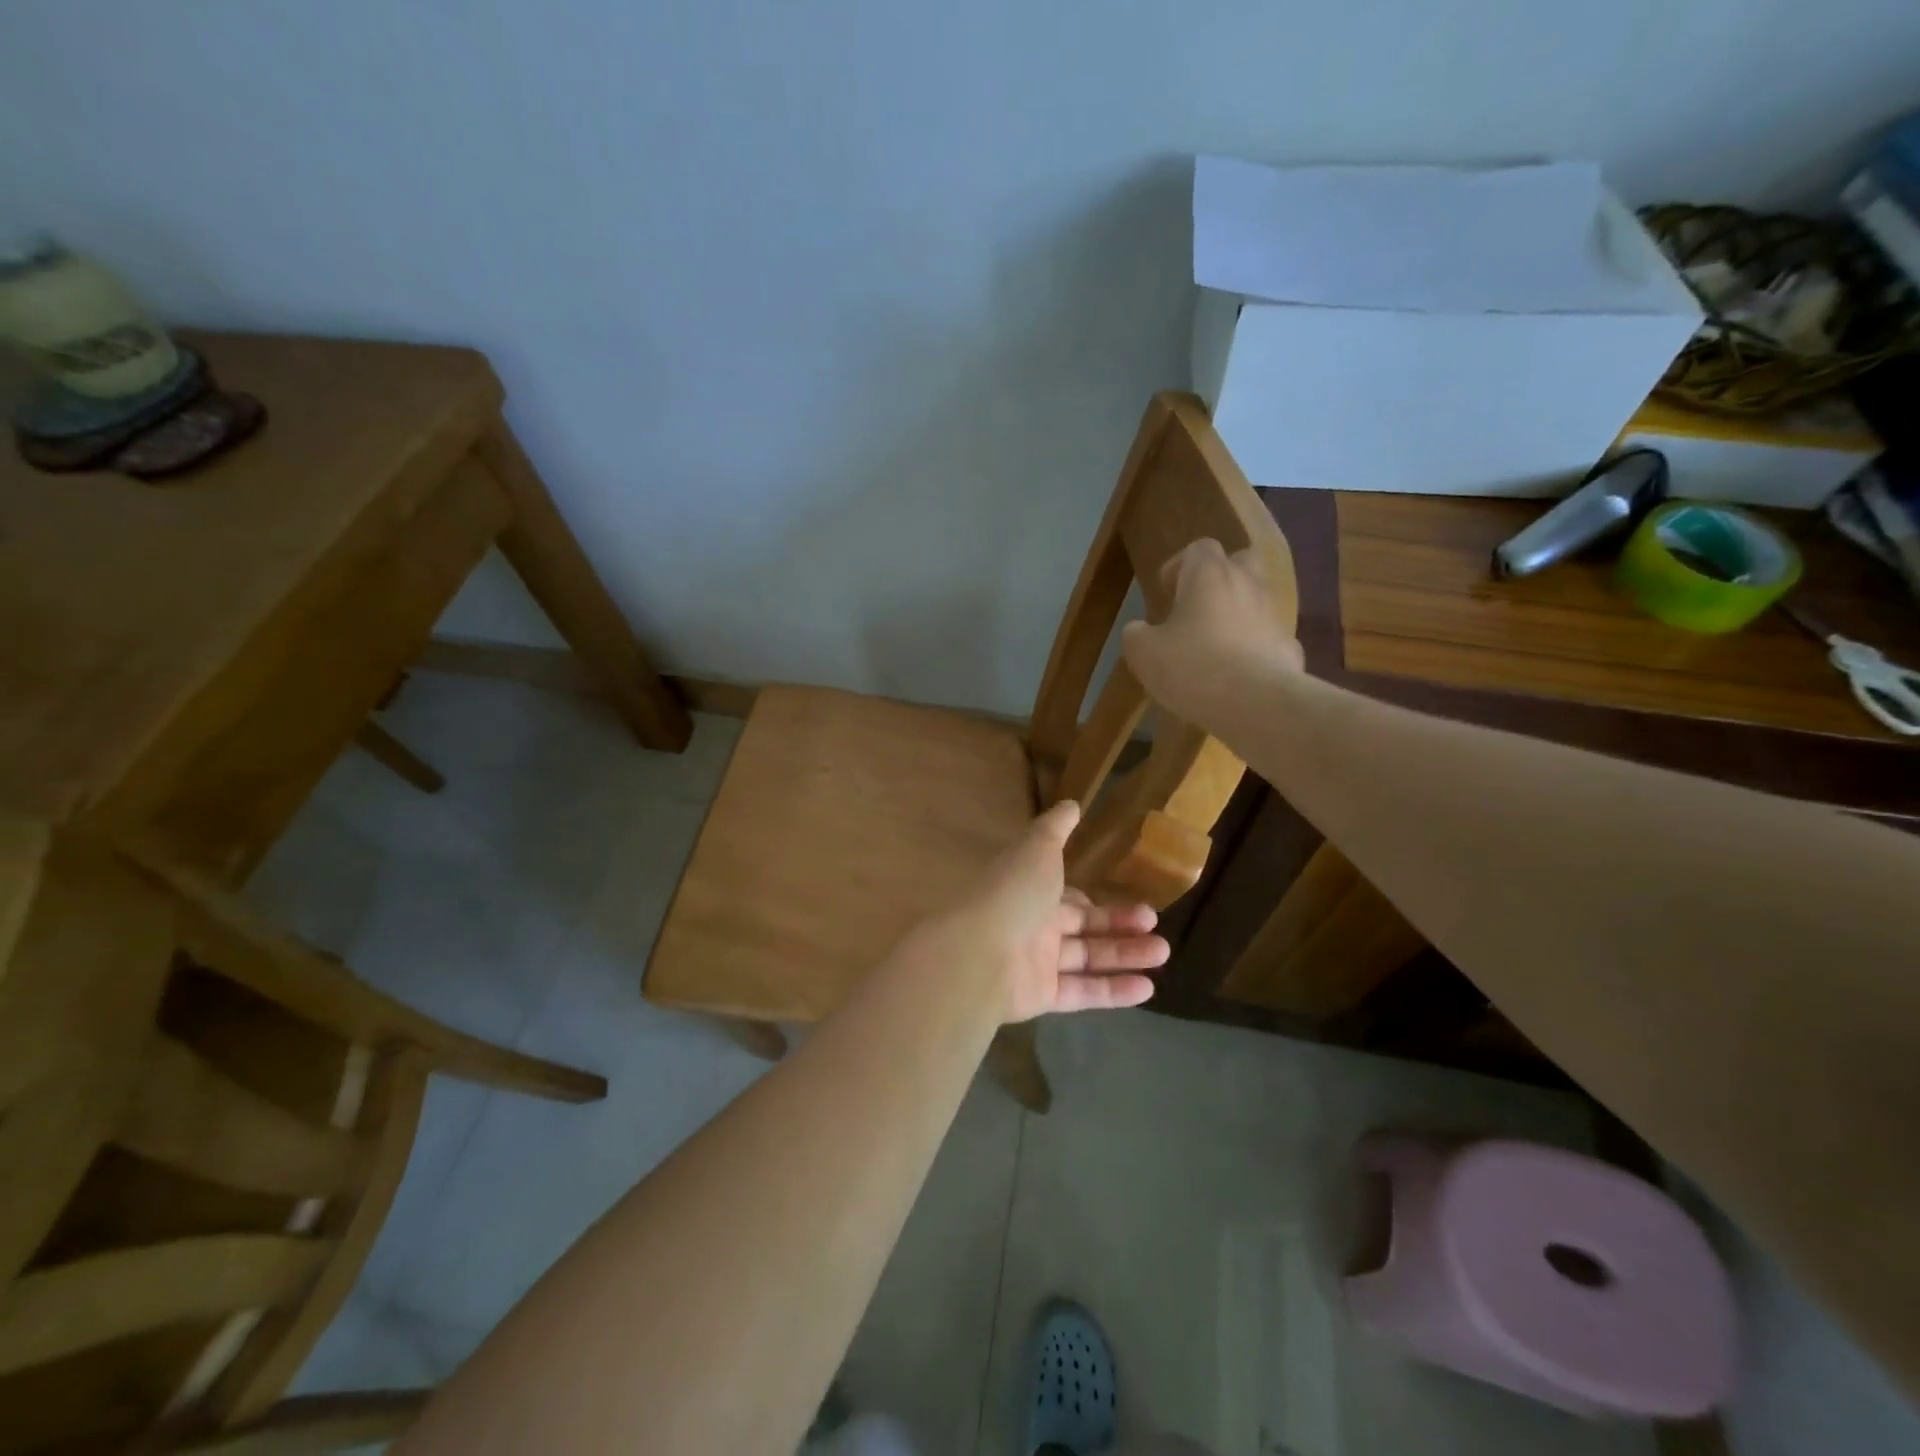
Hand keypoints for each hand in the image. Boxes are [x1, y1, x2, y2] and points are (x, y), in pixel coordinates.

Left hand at [924, 800, 1169, 1022]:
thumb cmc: (1013, 893)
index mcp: (1030, 890)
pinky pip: (1083, 992)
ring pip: (1088, 959)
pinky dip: (1114, 990)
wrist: (979, 953)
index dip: (1098, 901)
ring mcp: (1036, 963)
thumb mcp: (1038, 849)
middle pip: (1083, 927)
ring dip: (1126, 955)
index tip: (1134, 900)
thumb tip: (1071, 803)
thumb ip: (1055, 828)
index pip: (1068, 898)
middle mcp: (1033, 925)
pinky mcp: (1042, 996)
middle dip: (1120, 925)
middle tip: (1155, 924)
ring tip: (1164, 952)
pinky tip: (1148, 987)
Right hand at [1121, 538, 1301, 725]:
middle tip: (1196, 607)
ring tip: (1214, 646)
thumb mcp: (1143, 653)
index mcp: (1208, 575)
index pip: (1199, 548)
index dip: (1179, 566)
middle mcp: (1247, 584)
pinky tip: (1237, 674)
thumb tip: (1139, 629)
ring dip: (1236, 613)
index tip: (1166, 593)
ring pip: (1256, 600)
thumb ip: (1136, 634)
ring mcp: (1273, 615)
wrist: (1255, 703)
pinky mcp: (1289, 647)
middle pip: (1240, 560)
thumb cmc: (1192, 667)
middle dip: (1219, 578)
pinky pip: (1268, 637)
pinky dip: (1253, 647)